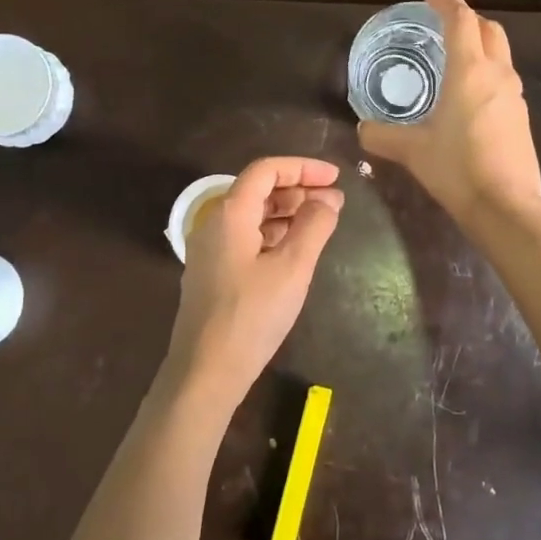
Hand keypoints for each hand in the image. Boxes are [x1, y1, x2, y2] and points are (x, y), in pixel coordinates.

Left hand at [166, 156, 343, 411]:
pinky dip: (273, 234)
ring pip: (252, 216)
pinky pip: (246, 238)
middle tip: (333, 202)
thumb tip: (329, 198)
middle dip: (297, 189)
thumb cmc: (252, 315)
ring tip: (321, 223)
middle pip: (258, 190)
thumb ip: (314, 226)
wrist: (205, 372)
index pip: (266, 171)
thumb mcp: (292, 268)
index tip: (335, 177)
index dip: (302, 167)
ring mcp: (210, 250)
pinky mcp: (212, 273)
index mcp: (230, 214)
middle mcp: (214, 224)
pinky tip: (295, 249)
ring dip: (287, 213)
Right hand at [358, 0, 540, 223]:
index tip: (430, 0)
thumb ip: (381, 136)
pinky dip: (487, 74)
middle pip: (489, 29)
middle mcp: (497, 74)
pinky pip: (504, 80)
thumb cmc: (456, 168)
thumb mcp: (411, 151)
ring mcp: (514, 95)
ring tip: (454, 61)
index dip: (446, 3)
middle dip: (468, 20)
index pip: (461, 19)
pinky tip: (468, 98)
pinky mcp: (521, 117)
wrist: (505, 206)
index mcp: (469, 71)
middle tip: (443, 27)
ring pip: (501, 55)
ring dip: (481, 47)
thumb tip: (362, 129)